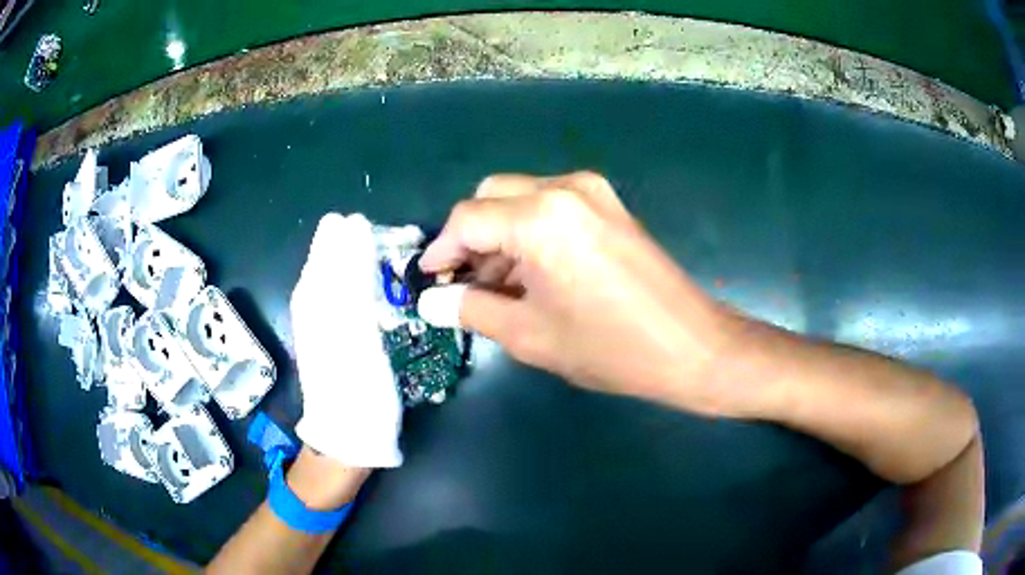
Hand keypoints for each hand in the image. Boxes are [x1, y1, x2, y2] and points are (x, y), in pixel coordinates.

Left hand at [290, 213, 402, 467]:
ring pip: (353, 268)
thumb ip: (350, 273)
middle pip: (344, 249)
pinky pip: (358, 291)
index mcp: (313, 288)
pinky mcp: (342, 328)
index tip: (403, 243)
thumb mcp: (351, 324)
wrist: (349, 434)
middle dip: (376, 247)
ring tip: (408, 280)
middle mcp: (315, 294)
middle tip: (409, 266)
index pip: (336, 232)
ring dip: (381, 267)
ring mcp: (327, 312)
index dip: (369, 231)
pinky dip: (378, 288)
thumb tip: (354, 221)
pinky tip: (394, 300)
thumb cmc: (354, 384)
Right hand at [417, 173, 733, 412]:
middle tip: (465, 283)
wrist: (690, 345)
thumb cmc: (609, 347)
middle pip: (491, 197)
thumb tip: (431, 301)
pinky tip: (533, 271)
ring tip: (498, 285)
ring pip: (520, 198)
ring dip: (500, 235)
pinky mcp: (609, 204)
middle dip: (470, 238)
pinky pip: (551, 206)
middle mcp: (564, 189)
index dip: (442, 251)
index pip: (467, 220)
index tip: (429, 280)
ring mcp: (592, 192)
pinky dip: (530, 231)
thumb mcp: (529, 334)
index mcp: (540, 218)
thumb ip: (471, 309)